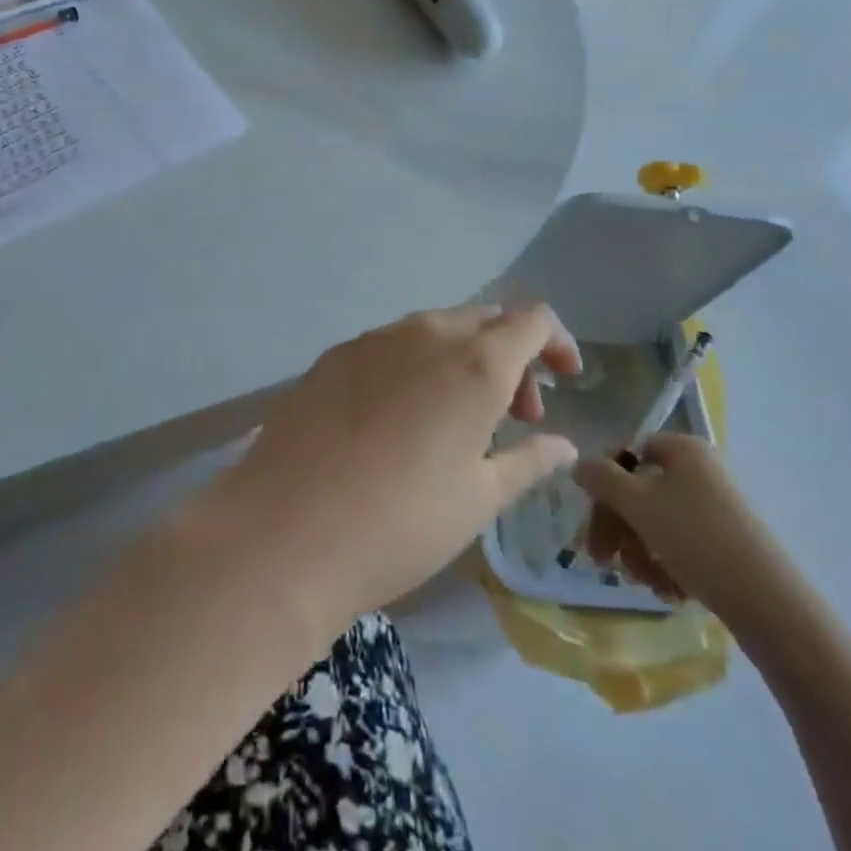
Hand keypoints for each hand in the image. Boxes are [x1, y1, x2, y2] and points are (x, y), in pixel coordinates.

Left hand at [214, 304, 582, 629]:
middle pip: (485, 320)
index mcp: (475, 363)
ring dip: (462, 360)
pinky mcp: (334, 355)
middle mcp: (426, 334)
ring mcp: (373, 339)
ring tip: (456, 421)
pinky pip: (391, 345)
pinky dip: (416, 366)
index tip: (564, 381)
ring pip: (436, 329)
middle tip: (512, 416)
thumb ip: (528, 461)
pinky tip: (398, 419)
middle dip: (512, 356)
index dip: (557, 343)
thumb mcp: (479, 500)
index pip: (532, 320)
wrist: (285, 531)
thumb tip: (562, 444)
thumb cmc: (402, 523)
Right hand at [575, 434, 803, 637]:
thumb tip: (579, 464)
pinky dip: (667, 566)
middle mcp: (701, 471)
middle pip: (639, 491)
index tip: (590, 515)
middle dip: (618, 528)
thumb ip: (601, 478)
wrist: (770, 604)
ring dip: (640, 552)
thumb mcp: (637, 503)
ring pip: (657, 523)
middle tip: (602, 561)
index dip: (604, 481)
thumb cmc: (696, 539)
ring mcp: (717, 507)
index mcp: (683, 449)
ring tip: (644, 582)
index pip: (628, 452)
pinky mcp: (728, 543)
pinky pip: (682, 545)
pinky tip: (668, 591)